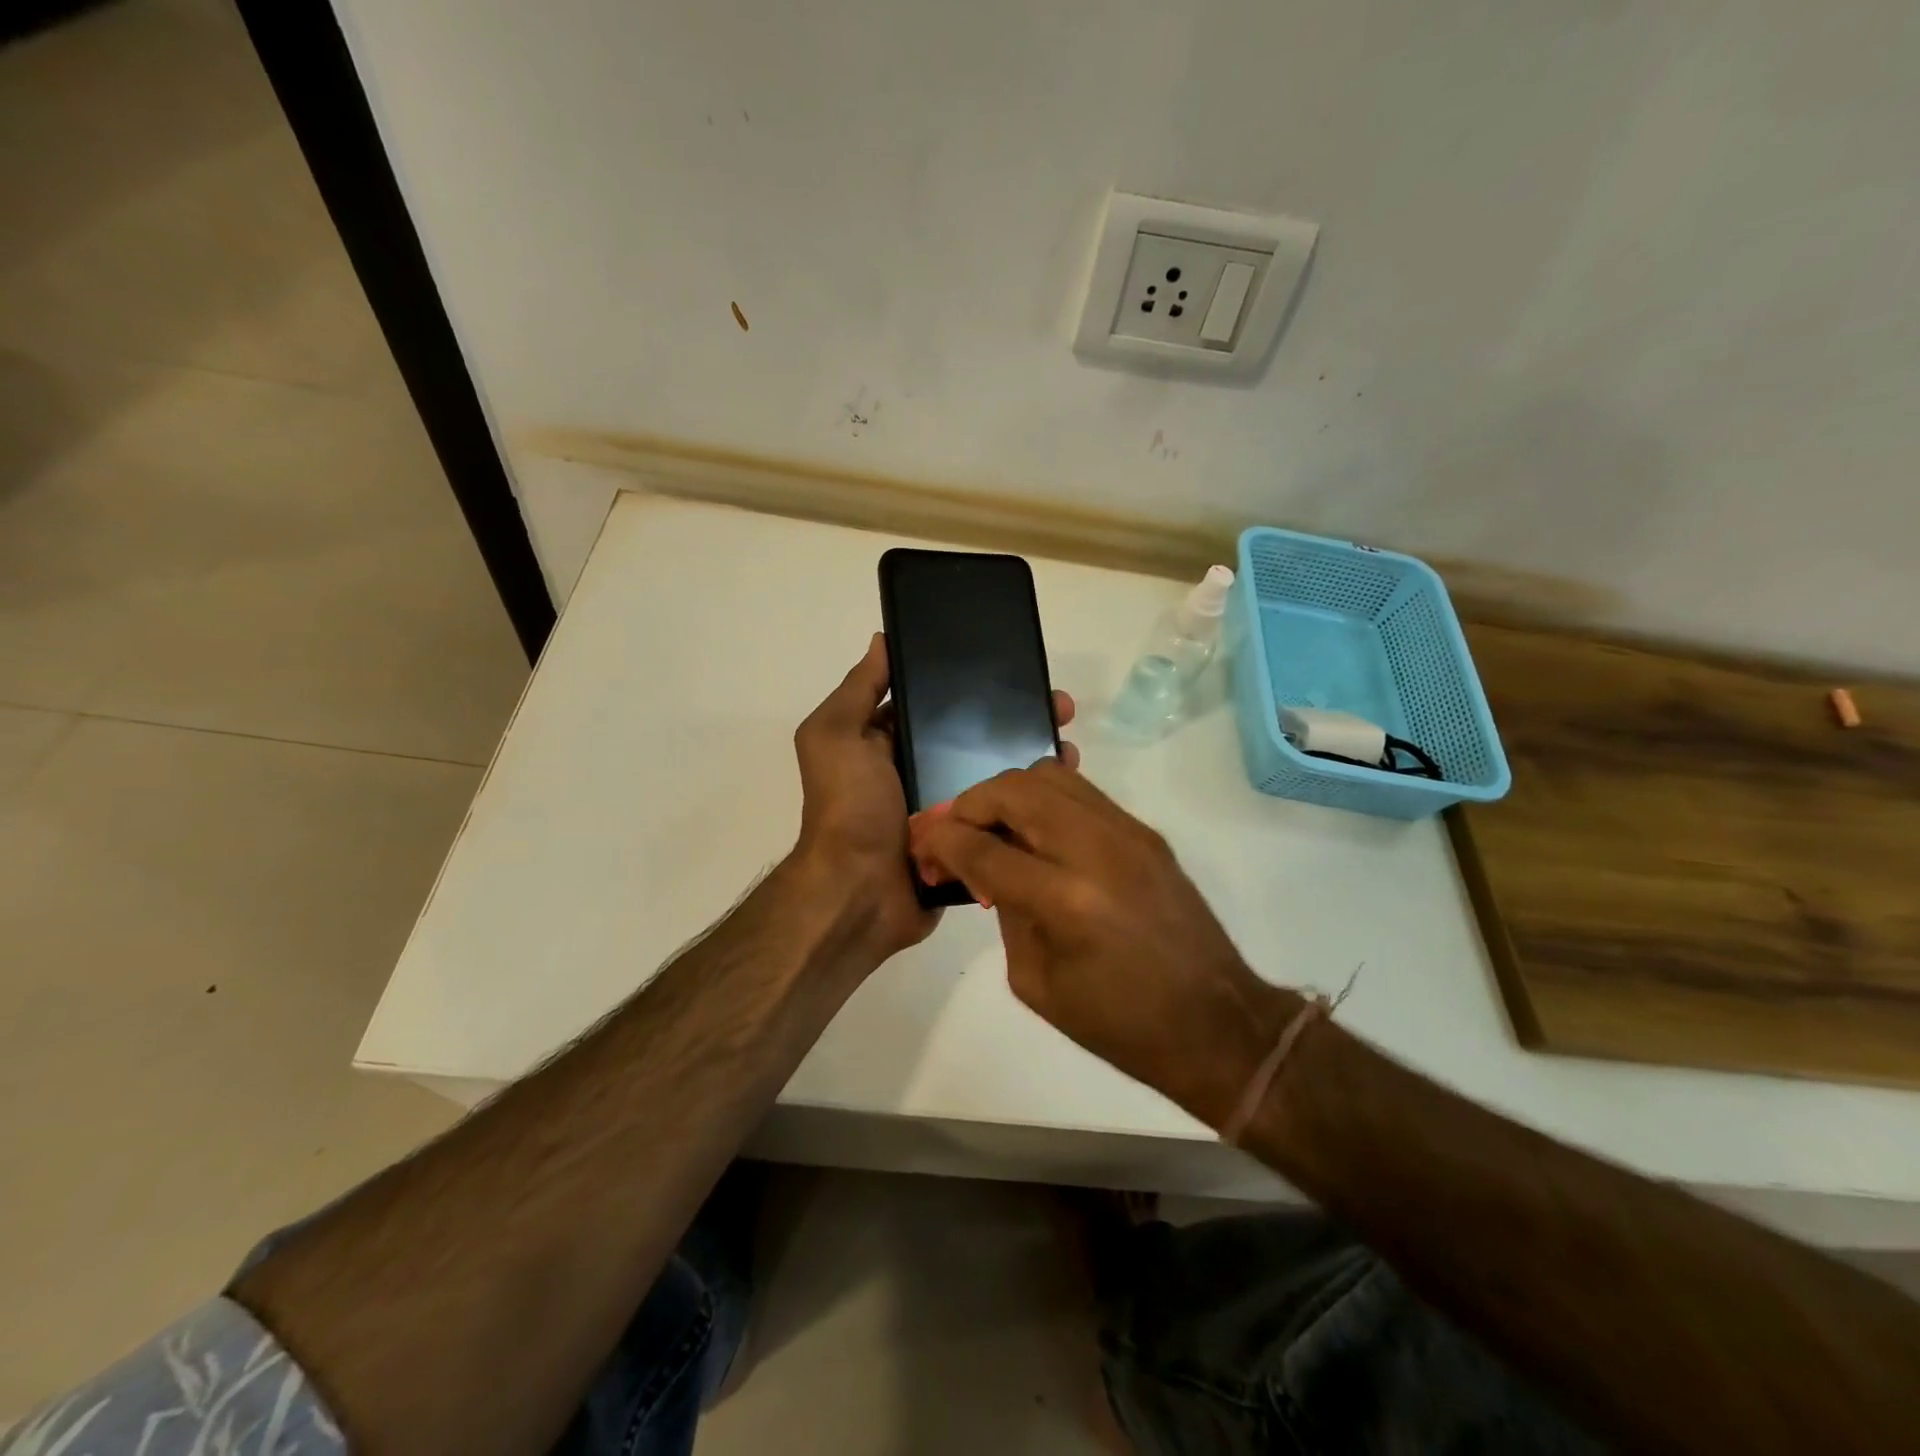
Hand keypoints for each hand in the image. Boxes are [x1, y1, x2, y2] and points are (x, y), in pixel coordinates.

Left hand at [791, 634, 1076, 964]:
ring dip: (1031, 755)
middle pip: (974, 735)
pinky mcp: (969, 841)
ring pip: (996, 773)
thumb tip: (882, 640)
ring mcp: (947, 807)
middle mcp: (918, 769)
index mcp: (888, 741)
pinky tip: (1064, 785)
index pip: (936, 702)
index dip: (972, 683)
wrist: (861, 894)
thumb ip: (859, 689)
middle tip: (1059, 707)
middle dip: (1015, 717)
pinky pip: (1003, 814)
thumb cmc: (849, 807)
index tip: (1016, 668)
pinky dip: (1030, 800)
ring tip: (1069, 742)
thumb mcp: (837, 736)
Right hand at [908, 760, 1291, 1124]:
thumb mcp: (1037, 983)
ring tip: (994, 829)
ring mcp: (1127, 832)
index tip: (922, 846)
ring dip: (1007, 795)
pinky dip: (1044, 801)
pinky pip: (1080, 791)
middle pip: (1013, 790)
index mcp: (1065, 901)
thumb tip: (987, 870)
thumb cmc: (1121, 1025)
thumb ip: (1005, 913)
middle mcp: (1096, 849)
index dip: (941, 841)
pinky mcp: (1145, 831)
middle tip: (954, 833)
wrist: (1217, 1021)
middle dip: (969, 804)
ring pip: (1048, 776)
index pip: (983, 847)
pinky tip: (1036, 835)